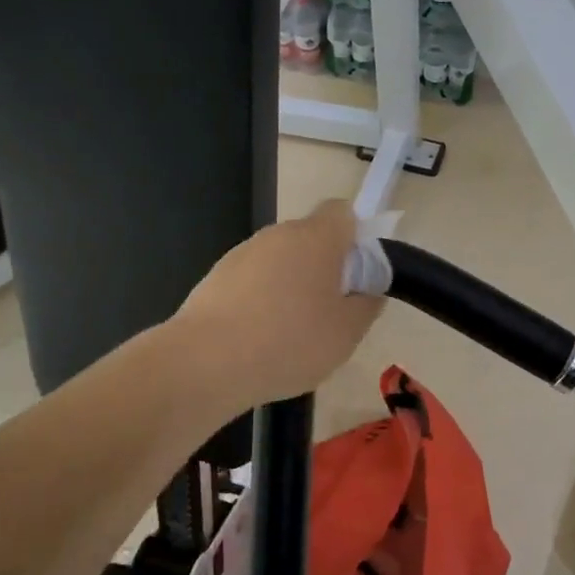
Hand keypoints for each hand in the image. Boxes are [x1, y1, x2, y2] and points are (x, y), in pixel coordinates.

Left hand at [173, 199, 382, 407]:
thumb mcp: (348, 332)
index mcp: (317, 237)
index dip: (356, 237)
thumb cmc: (290, 342)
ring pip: (281, 261)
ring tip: (292, 334)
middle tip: (330, 312)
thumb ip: (367, 304)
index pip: (343, 212)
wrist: (206, 362)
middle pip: (311, 238)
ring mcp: (242, 253)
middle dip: (324, 268)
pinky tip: (259, 339)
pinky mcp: (216, 277)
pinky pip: (252, 281)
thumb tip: (369, 289)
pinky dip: (261, 302)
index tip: (358, 275)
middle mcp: (278, 234)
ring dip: (291, 286)